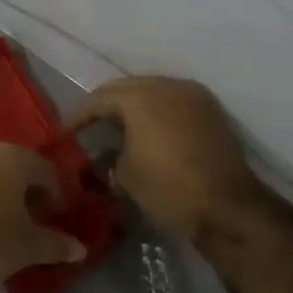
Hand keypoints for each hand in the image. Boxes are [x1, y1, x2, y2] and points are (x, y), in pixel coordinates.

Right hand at [67, 76, 261, 237]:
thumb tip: (106, 159)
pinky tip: (147, 133)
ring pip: (153, 92)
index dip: (79, 116)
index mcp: (141, 97)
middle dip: (105, 106)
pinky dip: (157, 113)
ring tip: (117, 129)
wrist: (228, 207)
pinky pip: (174, 104)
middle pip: (127, 88)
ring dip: (133, 107)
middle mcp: (168, 86)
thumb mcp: (126, 177)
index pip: (99, 98)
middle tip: (88, 126)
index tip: (64, 132)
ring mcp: (194, 96)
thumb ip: (110, 159)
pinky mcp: (211, 112)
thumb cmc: (168, 188)